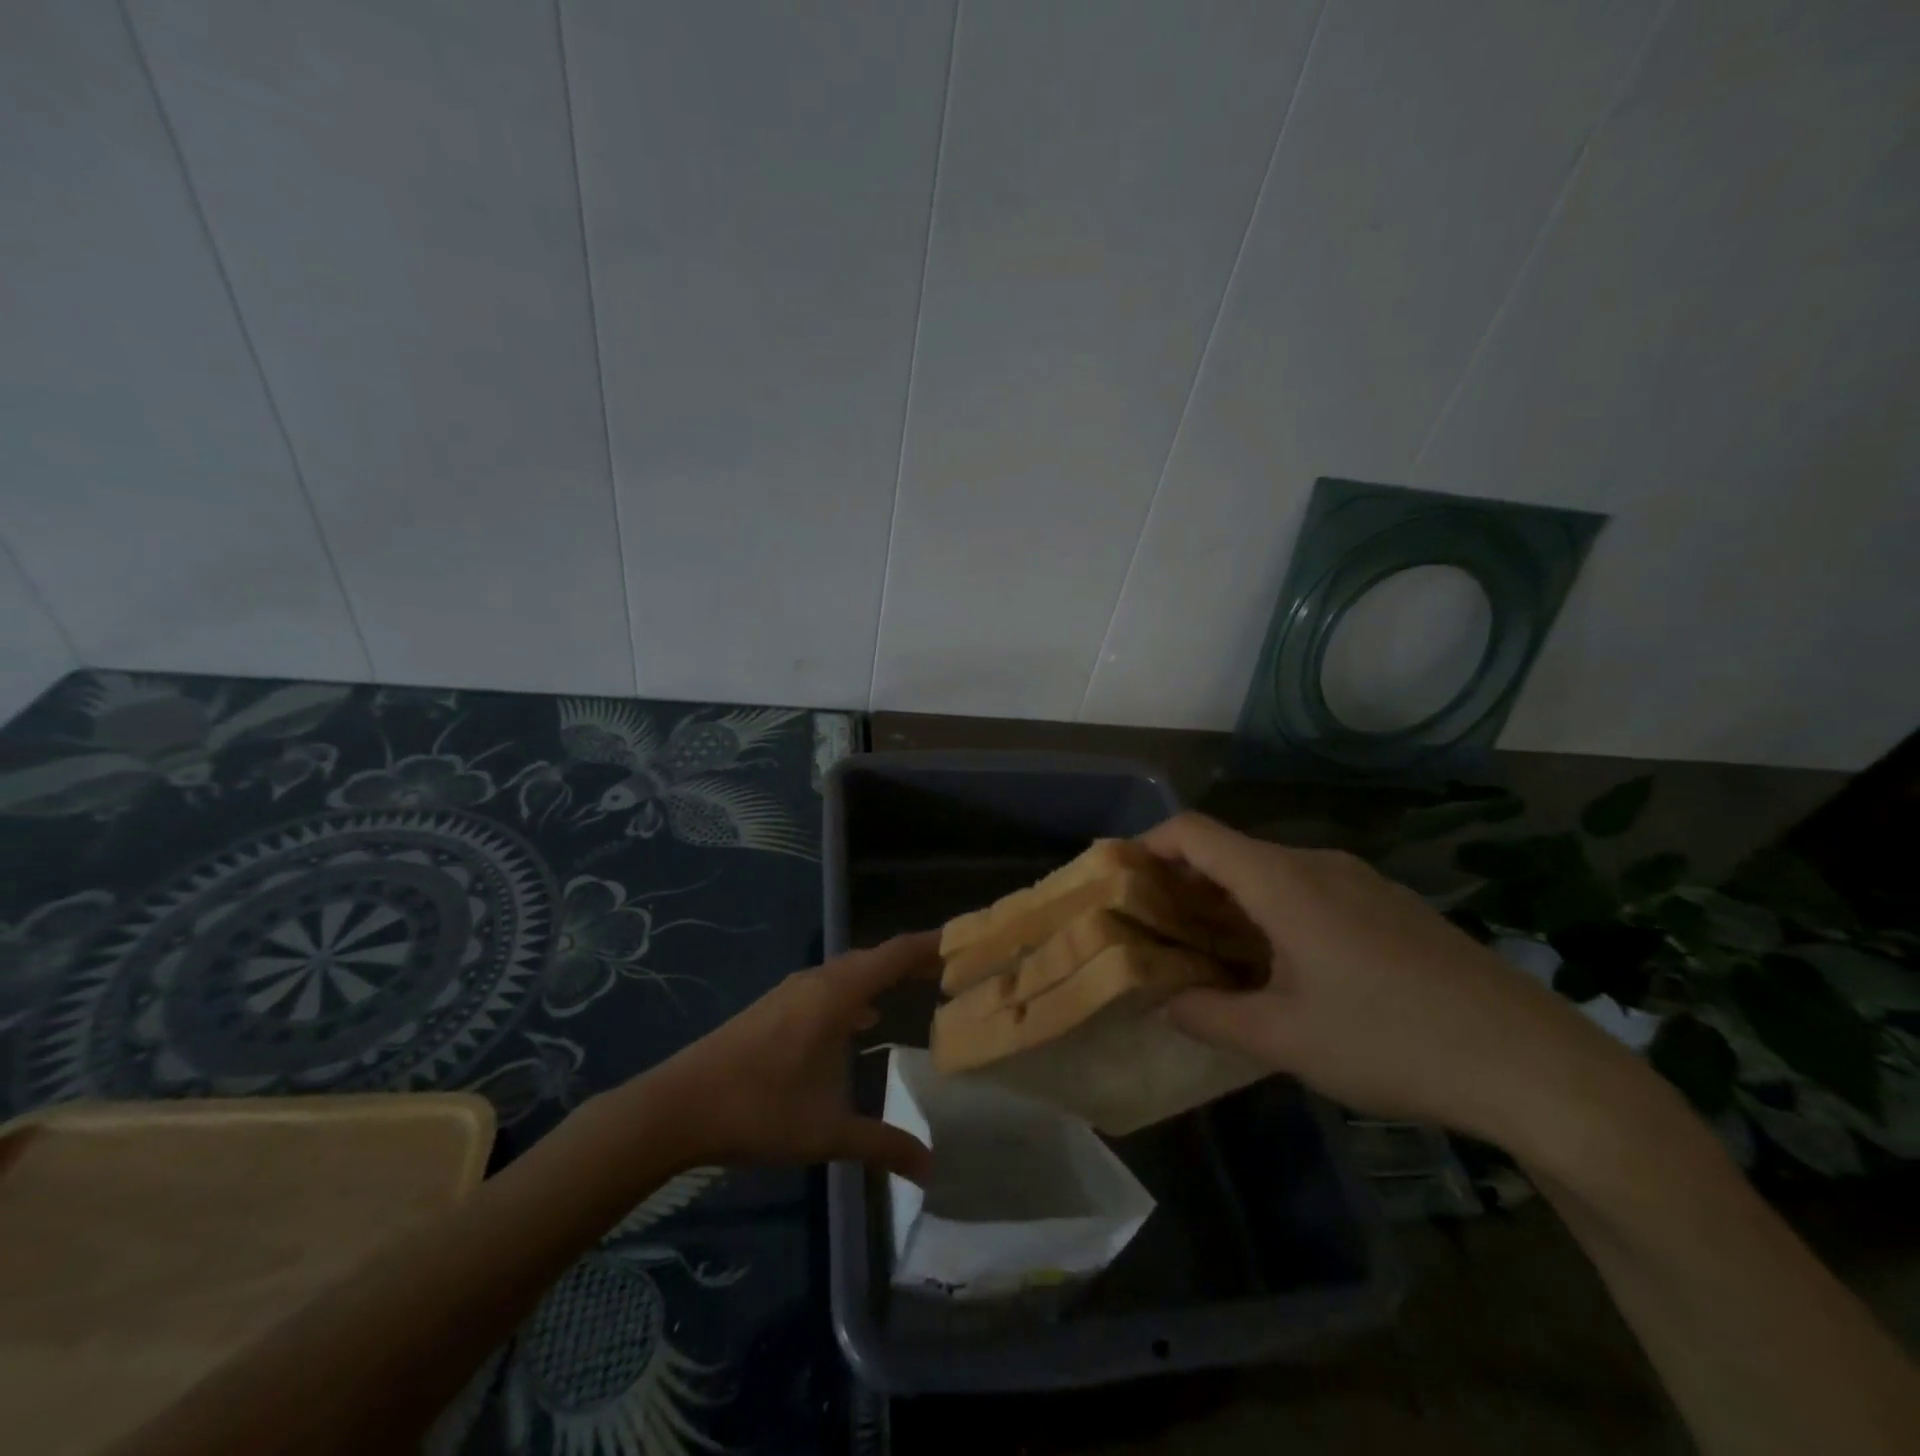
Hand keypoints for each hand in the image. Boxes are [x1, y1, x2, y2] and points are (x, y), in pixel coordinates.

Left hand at [633, 932, 936, 1182]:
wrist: (678, 1106)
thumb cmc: (759, 1110)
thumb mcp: (827, 1133)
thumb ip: (882, 1145)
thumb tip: (930, 1167)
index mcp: (836, 995)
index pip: (894, 955)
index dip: (930, 944)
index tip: (964, 940)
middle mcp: (817, 982)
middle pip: (874, 957)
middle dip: (911, 959)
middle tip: (949, 968)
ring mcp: (791, 992)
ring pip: (849, 971)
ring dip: (881, 974)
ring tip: (913, 987)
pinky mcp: (774, 1007)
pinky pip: (829, 986)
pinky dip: (855, 991)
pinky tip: (860, 1019)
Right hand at [1142, 814, 1640, 1150]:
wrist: (1537, 1066)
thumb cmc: (1393, 1041)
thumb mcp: (1285, 1039)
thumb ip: (1210, 1016)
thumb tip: (1164, 1002)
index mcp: (1283, 881)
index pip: (1194, 832)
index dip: (1148, 845)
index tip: (1120, 880)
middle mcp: (1318, 864)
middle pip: (1230, 851)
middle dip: (1183, 884)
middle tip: (1158, 931)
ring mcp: (1361, 881)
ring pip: (1271, 873)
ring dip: (1229, 902)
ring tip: (1212, 954)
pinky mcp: (1391, 905)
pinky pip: (1309, 890)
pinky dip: (1272, 912)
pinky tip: (1282, 966)